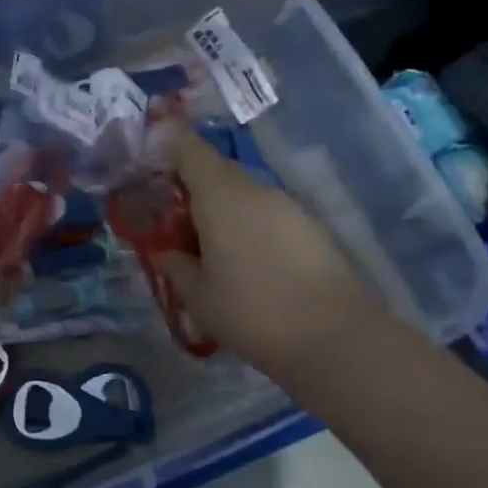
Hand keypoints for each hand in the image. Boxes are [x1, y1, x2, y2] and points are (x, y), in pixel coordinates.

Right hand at [158, 130, 385, 378]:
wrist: (337, 338)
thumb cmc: (252, 311)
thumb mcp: (198, 297)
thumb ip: (175, 266)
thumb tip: (165, 252)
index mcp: (220, 194)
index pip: (189, 148)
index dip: (168, 149)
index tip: (151, 168)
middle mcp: (255, 188)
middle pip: (217, 170)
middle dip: (193, 189)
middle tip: (176, 225)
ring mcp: (288, 206)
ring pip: (244, 193)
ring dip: (223, 211)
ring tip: (211, 252)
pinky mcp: (311, 227)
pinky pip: (268, 214)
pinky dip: (250, 227)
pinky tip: (248, 265)